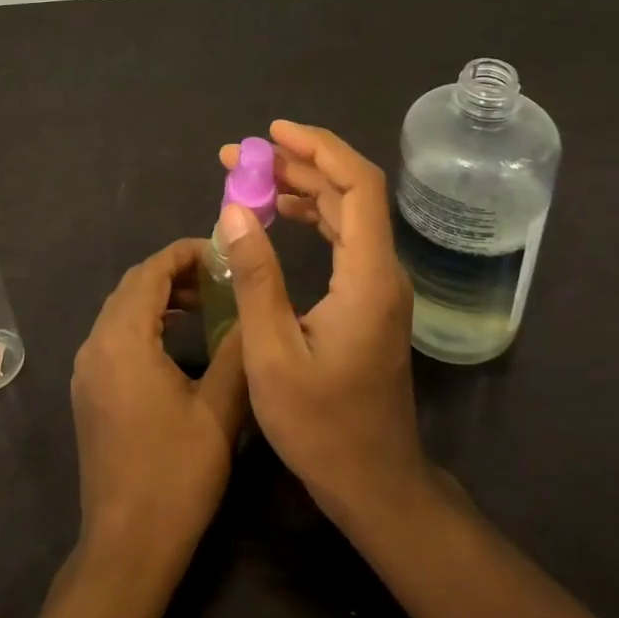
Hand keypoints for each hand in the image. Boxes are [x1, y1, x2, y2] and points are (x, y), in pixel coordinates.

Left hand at [70, 239, 248, 567]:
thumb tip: (255, 309)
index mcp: (123, 340)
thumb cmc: (175, 475)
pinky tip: (177, 338)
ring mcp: (87, 369)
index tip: (222, 253)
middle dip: (174, 272)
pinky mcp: (88, 390)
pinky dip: (145, 321)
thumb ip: (237, 351)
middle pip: (132, 286)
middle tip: (219, 276)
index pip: (150, 272)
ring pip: (121, 309)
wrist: (126, 547)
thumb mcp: (219, 410)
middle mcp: (96, 344)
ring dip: (159, 297)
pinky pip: (115, 334)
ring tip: (205, 302)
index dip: (185, 254)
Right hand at [217, 123, 429, 524]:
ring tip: (251, 176)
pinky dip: (311, 216)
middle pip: (350, 192)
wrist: (374, 484)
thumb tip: (235, 209)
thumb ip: (256, 276)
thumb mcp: (272, 353)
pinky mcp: (369, 299)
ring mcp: (379, 285)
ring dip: (302, 187)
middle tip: (240, 156)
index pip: (358, 186)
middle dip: (297, 164)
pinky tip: (278, 215)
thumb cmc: (322, 426)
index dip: (319, 149)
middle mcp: (382, 271)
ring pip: (346, 213)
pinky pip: (343, 238)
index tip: (273, 133)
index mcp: (368, 277)